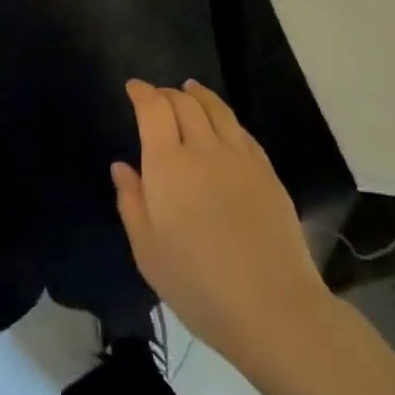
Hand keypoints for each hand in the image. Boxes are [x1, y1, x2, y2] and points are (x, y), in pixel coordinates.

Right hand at [113, 80, 334, 372]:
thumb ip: (131, 201)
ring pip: (217, 110)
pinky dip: (227, 119)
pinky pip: (242, 132)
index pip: (153, 109)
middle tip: (158, 95)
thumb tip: (122, 167)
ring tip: (191, 89)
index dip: (142, 92)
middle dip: (167, 93)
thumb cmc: (197, 283)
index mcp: (167, 164)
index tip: (133, 87)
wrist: (272, 307)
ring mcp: (240, 158)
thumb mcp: (147, 250)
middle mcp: (203, 149)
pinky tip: (225, 125)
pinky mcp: (267, 173)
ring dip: (199, 95)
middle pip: (185, 103)